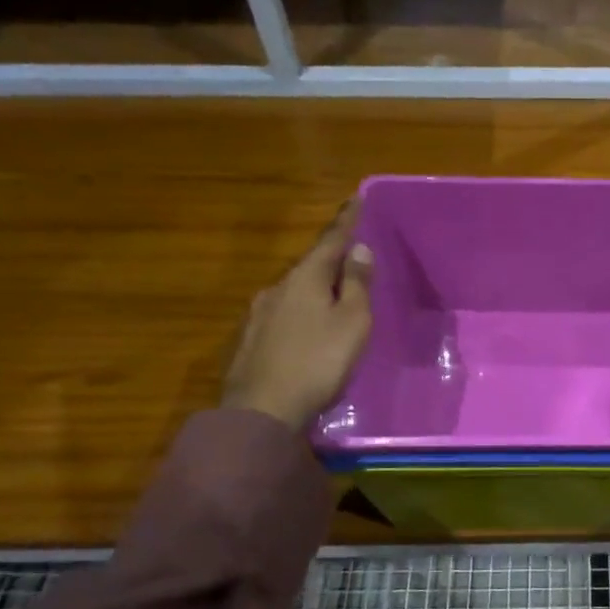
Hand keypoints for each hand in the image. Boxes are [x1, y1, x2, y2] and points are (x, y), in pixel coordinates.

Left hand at [222, 202, 374, 429]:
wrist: (262, 410)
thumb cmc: (318, 362)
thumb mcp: (352, 322)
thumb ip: (357, 285)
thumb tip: (359, 249)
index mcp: (305, 278)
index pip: (330, 241)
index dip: (346, 221)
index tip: (356, 198)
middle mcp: (277, 288)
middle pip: (309, 267)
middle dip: (330, 262)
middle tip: (351, 261)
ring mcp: (259, 315)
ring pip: (294, 293)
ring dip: (315, 291)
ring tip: (333, 302)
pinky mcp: (251, 341)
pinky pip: (283, 316)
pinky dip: (301, 315)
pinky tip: (307, 332)